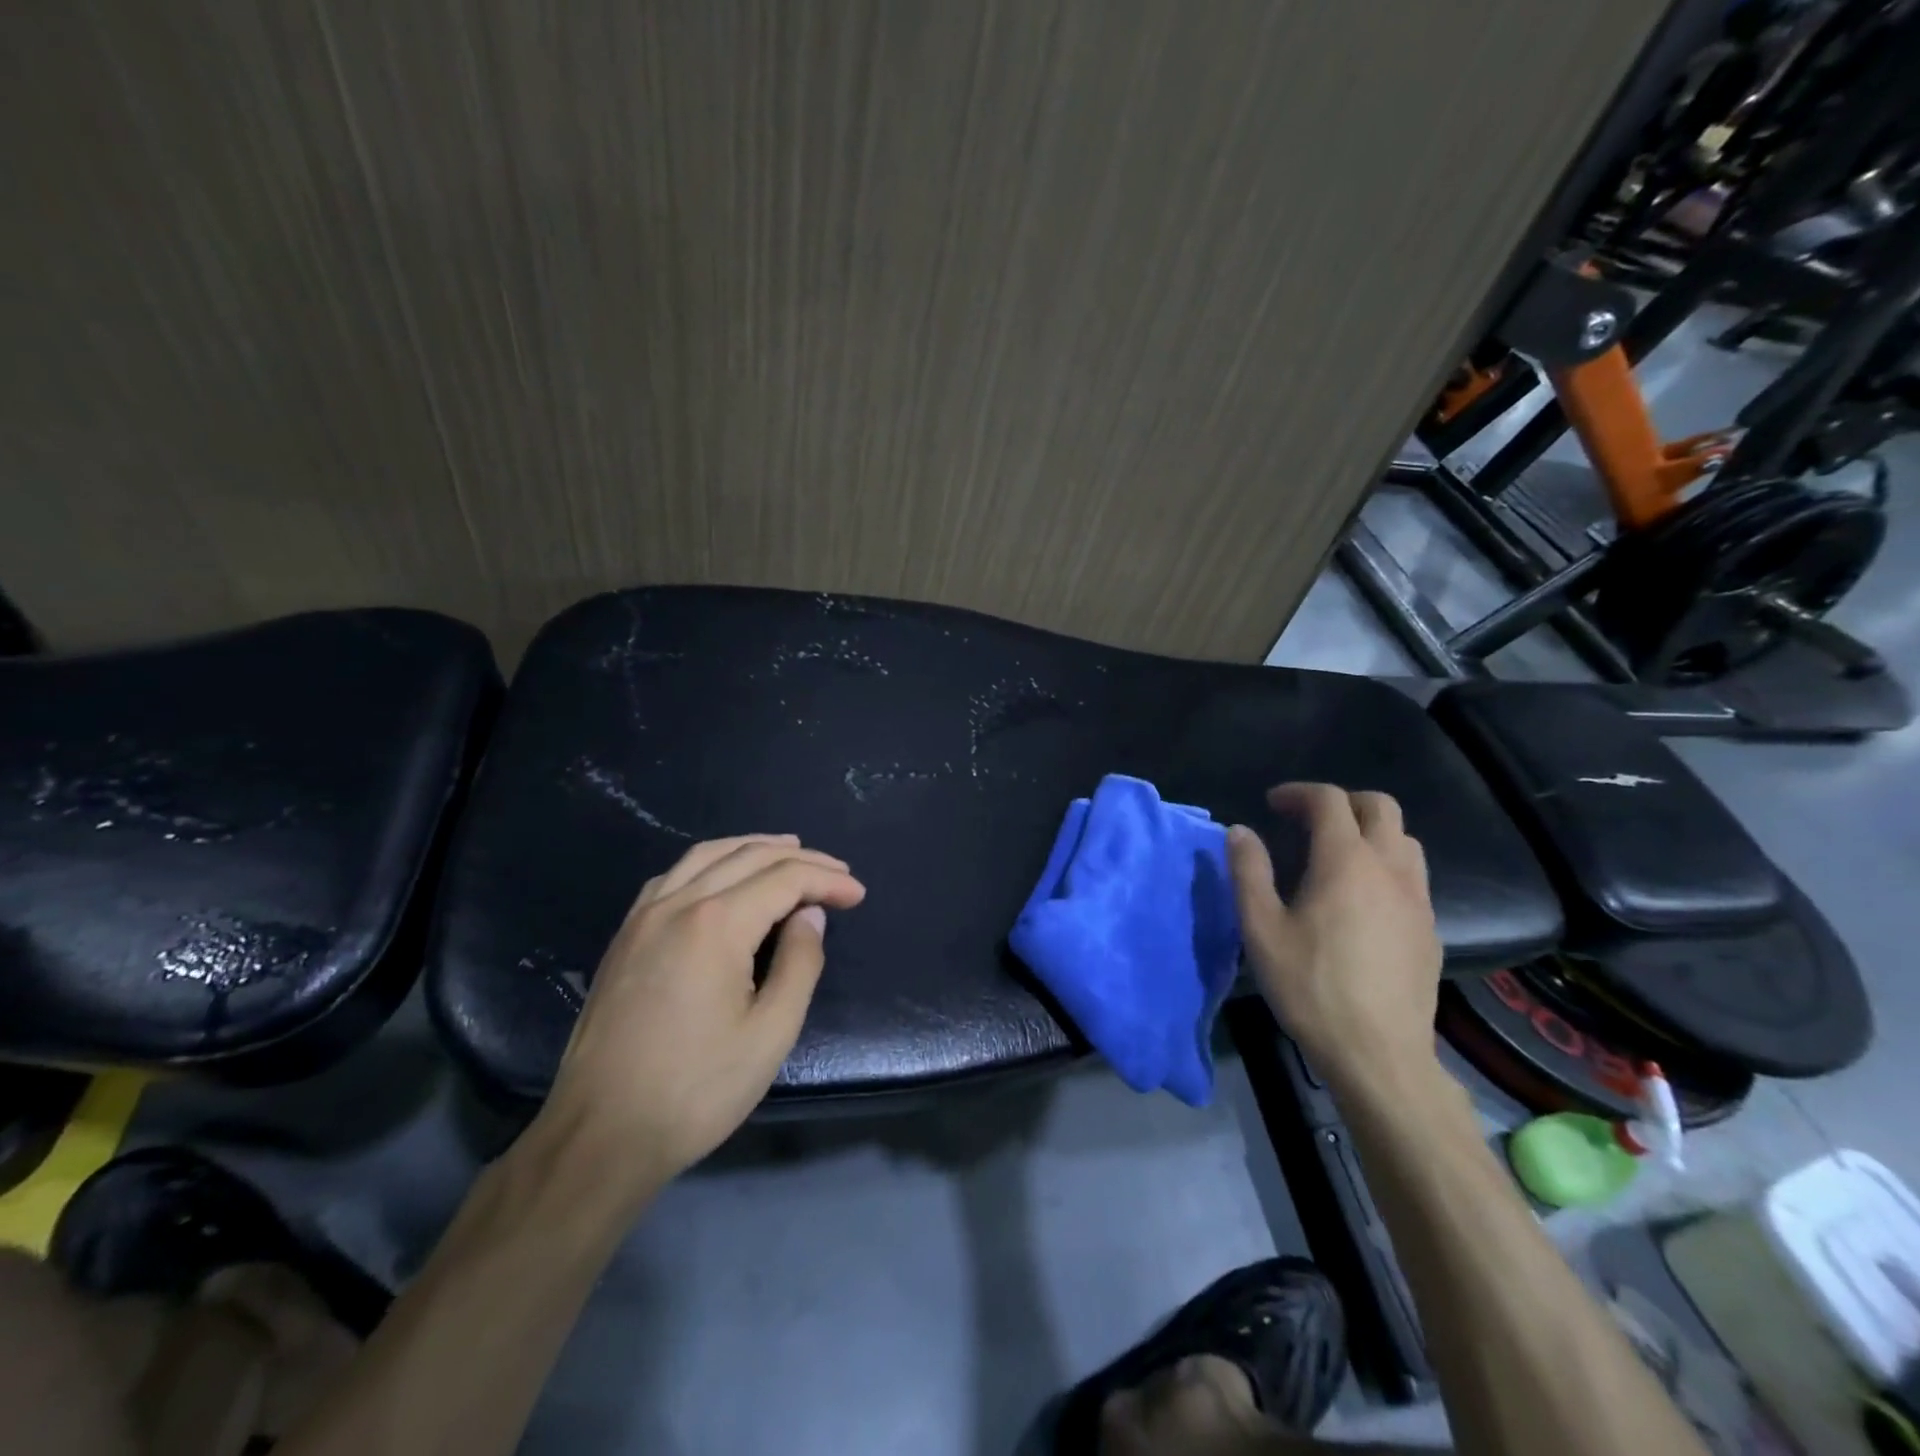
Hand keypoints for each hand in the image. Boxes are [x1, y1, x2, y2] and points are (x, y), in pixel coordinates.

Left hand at [543, 834, 865, 1189]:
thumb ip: (799, 964)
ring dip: (754, 848)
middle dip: (800, 859)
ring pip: (707, 855)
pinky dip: (711, 862)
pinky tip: (724, 876)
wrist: (599, 1136)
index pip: (785, 879)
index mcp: (717, 924)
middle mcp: (678, 903)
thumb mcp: (770, 1033)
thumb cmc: (695, 1090)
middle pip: (749, 856)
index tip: (858, 895)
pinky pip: (674, 876)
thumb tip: (808, 916)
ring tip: (789, 851)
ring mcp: (644, 916)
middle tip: (837, 872)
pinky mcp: (625, 936)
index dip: (828, 880)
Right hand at [1227, 784, 1441, 1091]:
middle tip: (1306, 820)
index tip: (1272, 804)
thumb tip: (1239, 832)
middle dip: (1341, 802)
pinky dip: (1385, 864)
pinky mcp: (1429, 929)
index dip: (1299, 793)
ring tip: (1335, 853)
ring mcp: (1417, 899)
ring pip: (1404, 839)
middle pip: (1379, 807)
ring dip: (1369, 830)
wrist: (1379, 1055)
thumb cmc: (1310, 987)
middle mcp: (1389, 869)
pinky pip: (1412, 875)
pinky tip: (1361, 898)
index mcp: (1346, 861)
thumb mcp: (1261, 929)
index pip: (1330, 801)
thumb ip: (1249, 872)